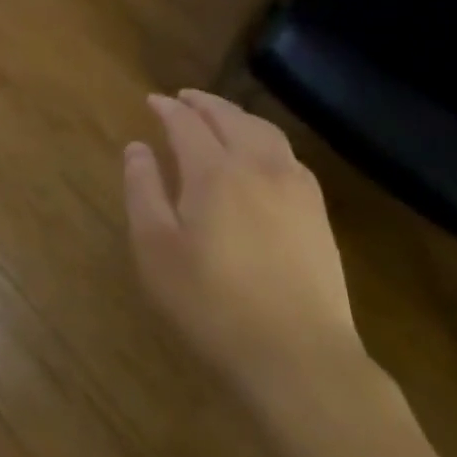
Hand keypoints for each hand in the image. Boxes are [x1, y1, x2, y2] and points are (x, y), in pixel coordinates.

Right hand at [124, 89, 368, 408]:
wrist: (299, 358)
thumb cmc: (213, 304)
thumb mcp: (156, 250)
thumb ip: (143, 190)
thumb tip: (137, 148)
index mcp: (214, 171)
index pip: (186, 122)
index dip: (167, 108)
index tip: (153, 101)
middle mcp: (257, 166)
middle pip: (229, 117)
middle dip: (203, 102)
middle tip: (184, 98)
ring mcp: (295, 188)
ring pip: (264, 131)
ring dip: (237, 116)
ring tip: (220, 117)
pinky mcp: (318, 214)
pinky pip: (288, 155)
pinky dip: (265, 139)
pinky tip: (261, 156)